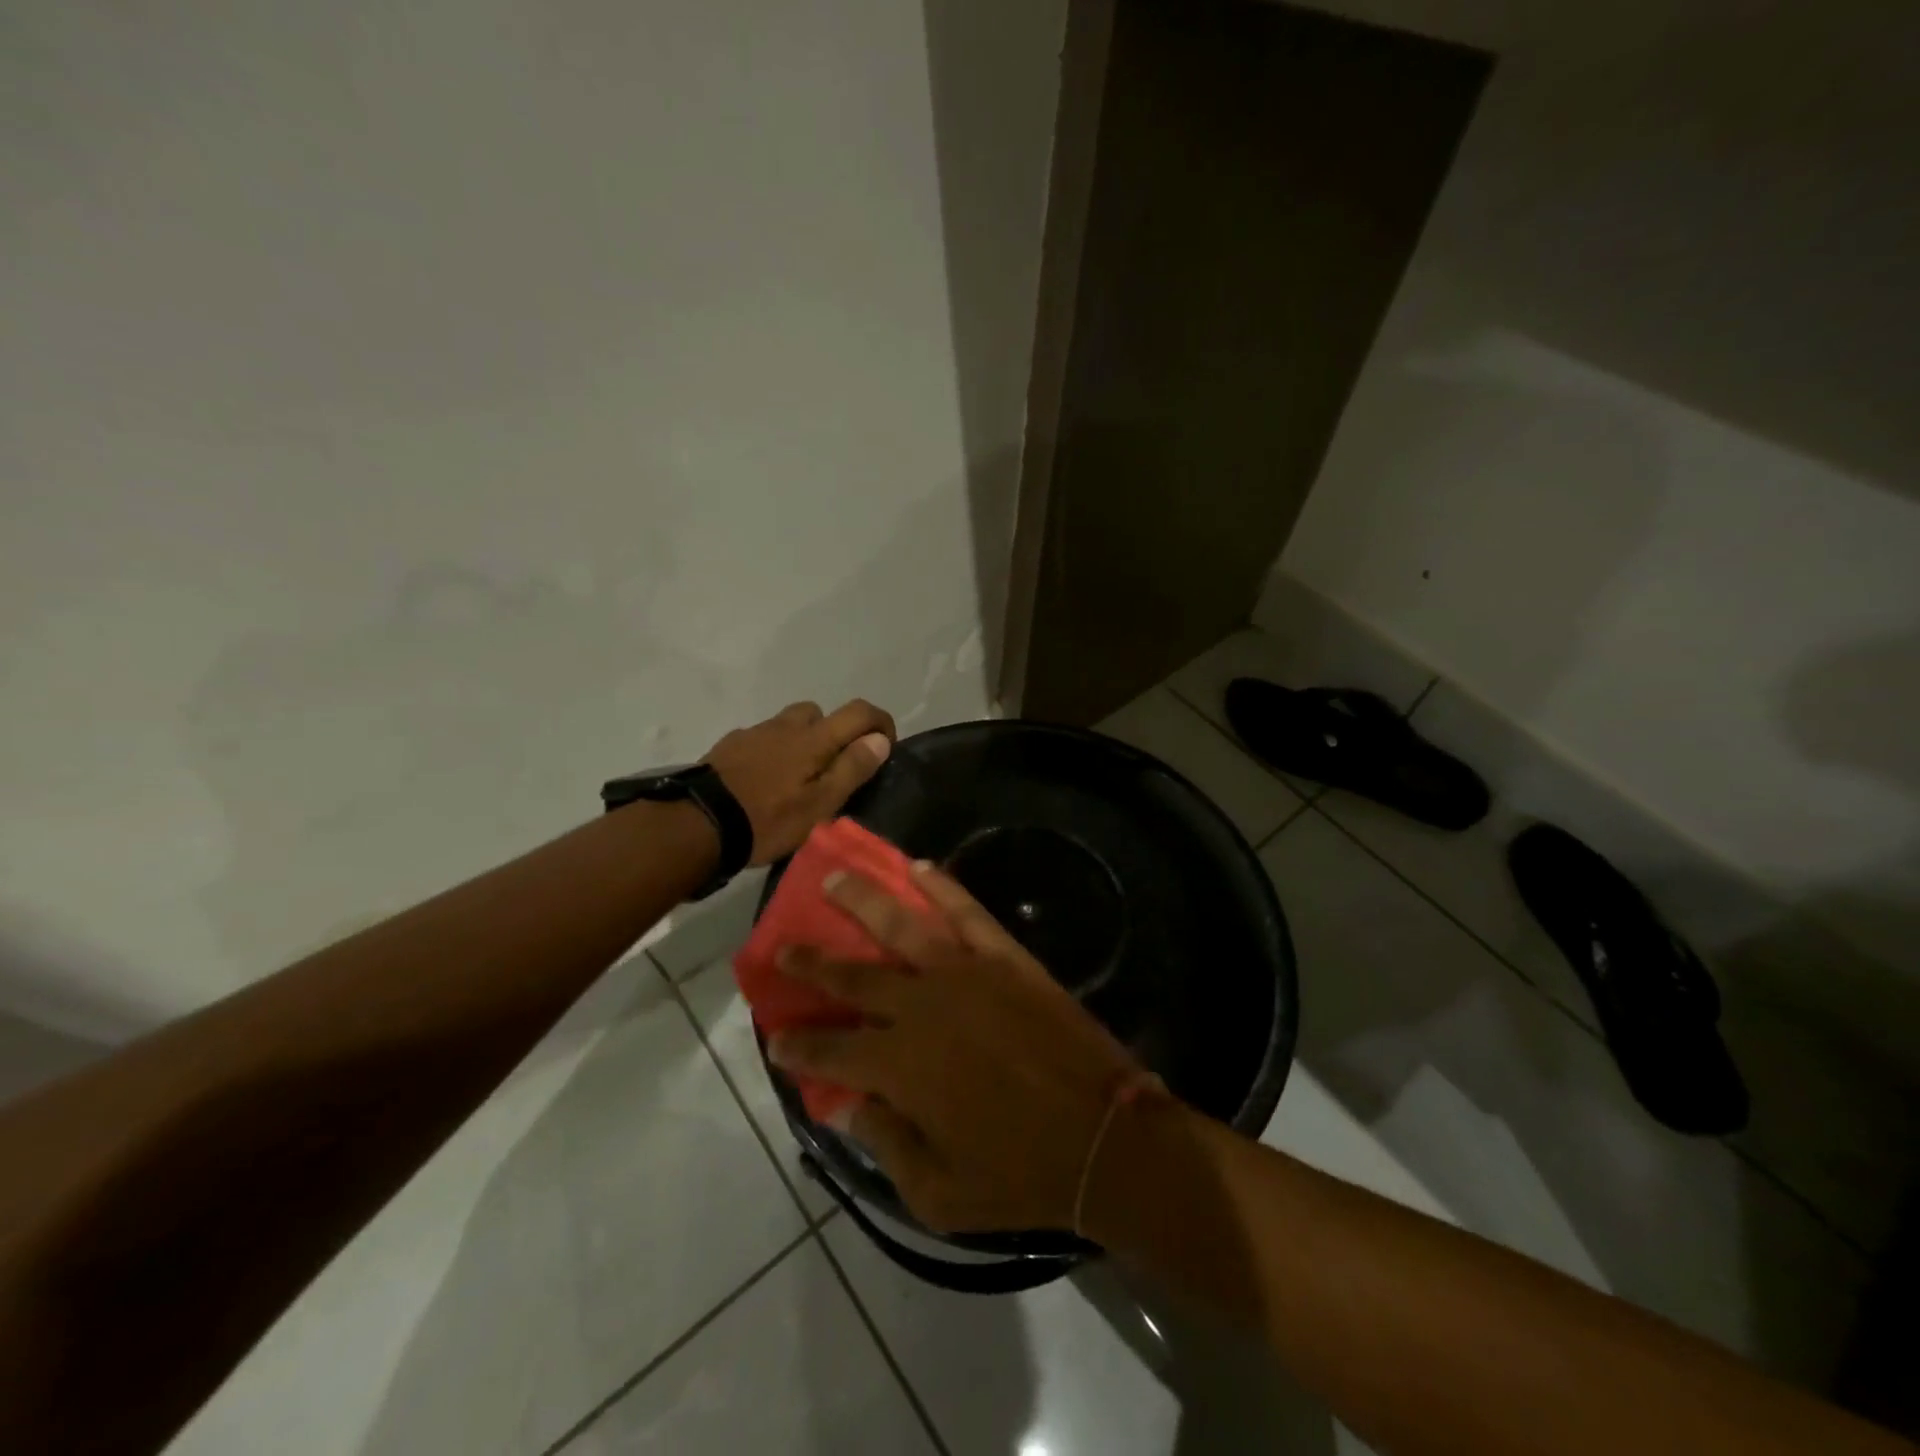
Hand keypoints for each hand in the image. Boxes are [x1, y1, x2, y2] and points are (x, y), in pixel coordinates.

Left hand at [703, 700, 895, 864]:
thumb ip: (852, 769)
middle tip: (832, 770)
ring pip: (788, 725)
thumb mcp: (820, 804)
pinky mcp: (728, 746)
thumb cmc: (768, 819)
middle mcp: (785, 726)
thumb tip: (879, 739)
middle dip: (834, 732)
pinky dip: (772, 753)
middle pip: (819, 712)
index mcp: (814, 738)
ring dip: (801, 742)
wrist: (697, 824)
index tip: (885, 748)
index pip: (859, 711)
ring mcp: (754, 733)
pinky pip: (762, 739)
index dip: (880, 722)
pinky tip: (763, 783)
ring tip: (795, 780)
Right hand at [768, 862, 1148, 1233]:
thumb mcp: (938, 1194)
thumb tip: (848, 1105)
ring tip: (836, 877)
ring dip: (862, 901)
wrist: (1104, 1138)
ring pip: (901, 927)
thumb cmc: (1020, 1176)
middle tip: (783, 947)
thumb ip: (885, 1144)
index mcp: (900, 1067)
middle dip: (812, 963)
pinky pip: (967, 912)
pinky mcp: (1005, 958)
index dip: (798, 1044)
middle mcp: (922, 1009)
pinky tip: (918, 866)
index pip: (830, 1050)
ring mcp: (965, 974)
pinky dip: (941, 886)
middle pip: (854, 978)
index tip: (776, 1036)